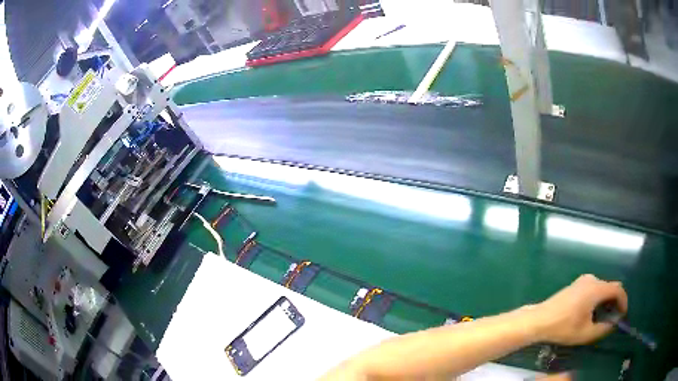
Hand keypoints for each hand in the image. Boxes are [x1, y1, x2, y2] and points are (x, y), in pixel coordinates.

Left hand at [531, 274, 627, 344]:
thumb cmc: (563, 327)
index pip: (618, 289)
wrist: (539, 320)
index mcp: (597, 288)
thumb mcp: (586, 333)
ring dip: (606, 300)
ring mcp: (583, 280)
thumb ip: (603, 329)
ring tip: (604, 317)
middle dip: (615, 302)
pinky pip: (593, 288)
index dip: (623, 301)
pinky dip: (598, 298)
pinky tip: (593, 312)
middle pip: (610, 287)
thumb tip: (613, 324)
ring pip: (602, 288)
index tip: (623, 314)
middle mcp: (592, 280)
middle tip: (614, 318)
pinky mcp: (576, 285)